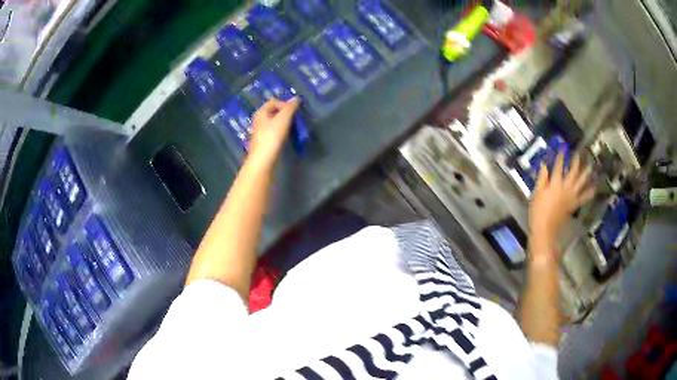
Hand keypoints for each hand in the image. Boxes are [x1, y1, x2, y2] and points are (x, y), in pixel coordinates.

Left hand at [248, 98, 299, 165]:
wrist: (263, 160)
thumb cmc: (272, 137)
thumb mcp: (283, 119)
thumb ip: (290, 107)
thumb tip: (296, 98)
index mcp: (261, 112)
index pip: (274, 101)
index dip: (285, 104)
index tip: (294, 112)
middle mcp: (258, 120)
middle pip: (274, 111)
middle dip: (285, 113)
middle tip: (295, 119)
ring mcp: (260, 131)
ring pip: (274, 122)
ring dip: (284, 123)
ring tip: (292, 128)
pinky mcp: (264, 141)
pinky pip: (274, 131)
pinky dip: (281, 131)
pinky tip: (286, 137)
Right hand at [529, 153, 594, 245]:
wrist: (545, 228)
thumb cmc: (538, 210)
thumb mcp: (536, 192)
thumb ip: (541, 177)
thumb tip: (544, 164)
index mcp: (555, 183)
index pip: (559, 165)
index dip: (561, 155)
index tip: (563, 146)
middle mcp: (566, 187)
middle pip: (574, 170)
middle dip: (576, 160)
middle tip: (579, 152)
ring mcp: (572, 196)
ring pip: (582, 181)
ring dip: (587, 171)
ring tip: (590, 164)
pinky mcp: (575, 204)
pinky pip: (585, 196)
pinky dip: (590, 190)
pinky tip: (594, 185)